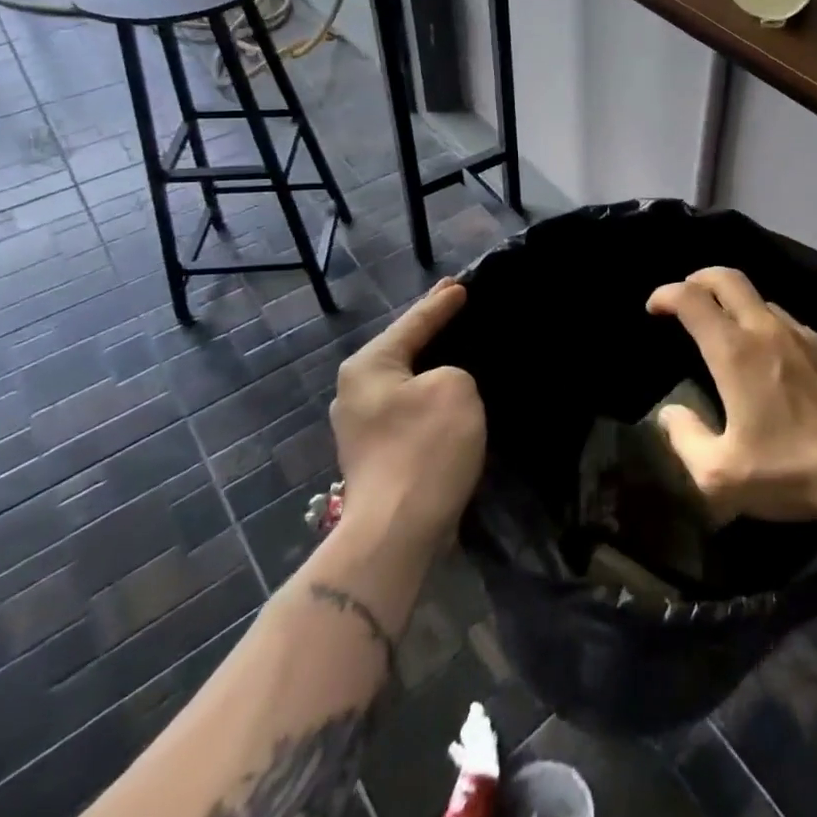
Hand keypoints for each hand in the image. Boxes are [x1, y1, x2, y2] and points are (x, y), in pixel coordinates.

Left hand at [330, 280, 484, 545]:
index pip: (413, 323)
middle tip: (458, 308)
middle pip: (402, 350)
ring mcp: (360, 426)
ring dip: (430, 368)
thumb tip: (439, 388)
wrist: (397, 531)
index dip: (441, 303)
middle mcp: (355, 391)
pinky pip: (407, 409)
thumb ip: (452, 371)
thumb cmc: (425, 447)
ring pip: (405, 382)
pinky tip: (448, 397)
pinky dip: (428, 398)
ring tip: (457, 350)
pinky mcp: (375, 454)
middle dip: (431, 331)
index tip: (462, 285)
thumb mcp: (455, 387)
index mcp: (368, 366)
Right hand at [646, 267, 816, 523]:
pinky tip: (768, 354)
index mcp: (734, 352)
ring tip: (724, 328)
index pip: (692, 300)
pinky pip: (787, 320)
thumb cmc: (788, 470)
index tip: (654, 307)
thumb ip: (685, 439)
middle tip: (684, 294)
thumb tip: (670, 414)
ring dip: (734, 302)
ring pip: (760, 298)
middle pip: (728, 278)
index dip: (666, 294)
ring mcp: (802, 335)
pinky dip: (764, 322)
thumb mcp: (720, 474)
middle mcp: (766, 330)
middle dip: (699, 277)